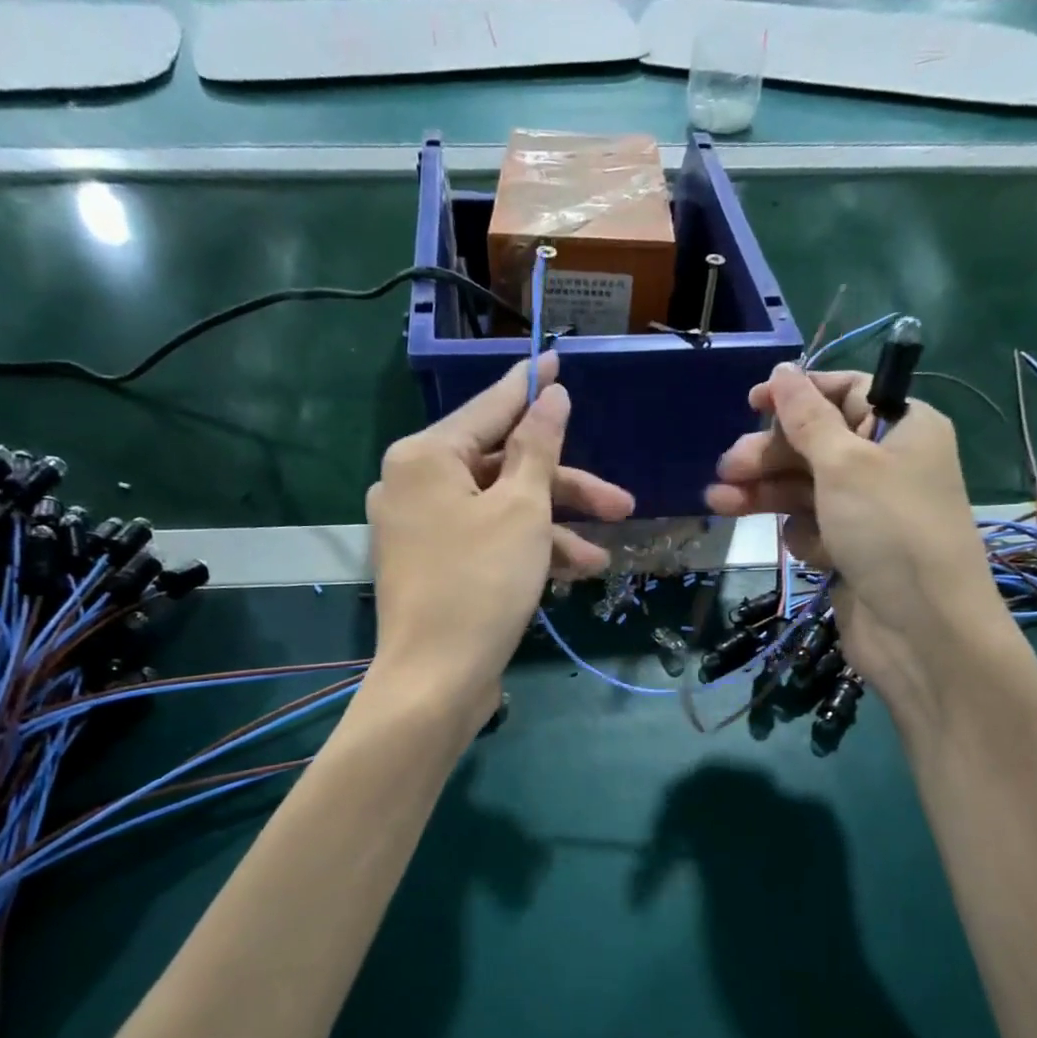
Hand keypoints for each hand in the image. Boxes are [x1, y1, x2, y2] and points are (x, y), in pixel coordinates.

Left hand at [367, 353, 633, 727]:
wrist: (435, 681)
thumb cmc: (480, 584)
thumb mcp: (522, 510)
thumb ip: (539, 448)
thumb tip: (550, 394)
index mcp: (425, 457)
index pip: (490, 408)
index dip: (531, 386)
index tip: (558, 356)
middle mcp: (414, 485)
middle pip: (503, 468)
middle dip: (565, 488)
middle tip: (622, 502)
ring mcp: (421, 529)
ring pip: (500, 510)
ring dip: (553, 530)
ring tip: (601, 557)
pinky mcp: (433, 567)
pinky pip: (486, 541)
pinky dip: (526, 552)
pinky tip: (571, 574)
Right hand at [705, 364, 1012, 723]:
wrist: (921, 629)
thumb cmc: (889, 530)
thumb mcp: (845, 464)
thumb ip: (807, 418)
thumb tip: (782, 371)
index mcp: (903, 427)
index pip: (845, 393)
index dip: (797, 395)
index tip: (751, 402)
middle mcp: (886, 464)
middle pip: (815, 444)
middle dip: (770, 455)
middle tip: (728, 468)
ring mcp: (866, 511)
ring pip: (804, 489)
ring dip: (765, 494)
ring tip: (719, 502)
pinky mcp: (849, 550)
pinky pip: (812, 528)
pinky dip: (803, 537)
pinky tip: (805, 552)